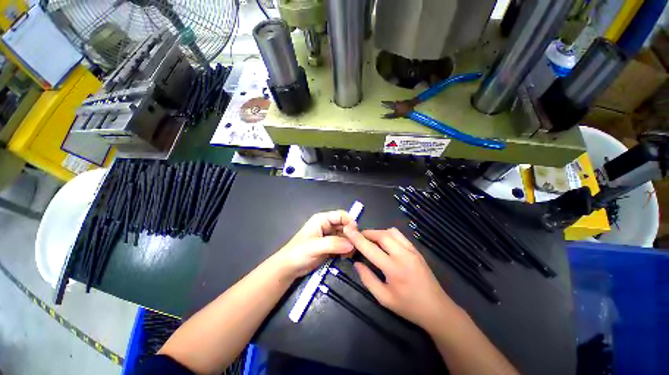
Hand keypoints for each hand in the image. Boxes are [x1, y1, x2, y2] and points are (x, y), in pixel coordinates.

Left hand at [273, 210, 355, 278]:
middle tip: (355, 247)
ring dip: (349, 244)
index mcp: (322, 219)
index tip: (356, 235)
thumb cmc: (299, 252)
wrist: (289, 268)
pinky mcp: (330, 246)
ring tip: (350, 254)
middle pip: (345, 226)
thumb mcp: (315, 246)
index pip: (341, 215)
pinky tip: (346, 257)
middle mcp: (327, 225)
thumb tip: (352, 244)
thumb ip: (334, 244)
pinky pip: (342, 245)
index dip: (350, 223)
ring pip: (345, 236)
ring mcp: (329, 236)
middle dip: (351, 235)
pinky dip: (346, 250)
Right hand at [343, 227, 458, 329]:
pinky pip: (400, 235)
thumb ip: (368, 279)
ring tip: (371, 240)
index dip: (357, 238)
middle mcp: (403, 255)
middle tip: (359, 237)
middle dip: (367, 233)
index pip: (370, 248)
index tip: (347, 229)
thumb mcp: (384, 298)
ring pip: (391, 232)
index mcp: (393, 269)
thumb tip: (356, 263)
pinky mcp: (417, 250)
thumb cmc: (408, 307)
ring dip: (378, 233)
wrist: (437, 309)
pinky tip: (386, 244)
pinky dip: (389, 235)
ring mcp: (412, 250)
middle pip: (381, 235)